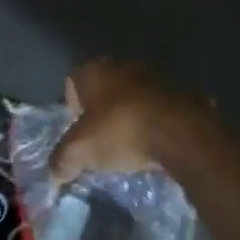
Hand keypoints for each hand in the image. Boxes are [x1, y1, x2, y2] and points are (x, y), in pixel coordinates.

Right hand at [51, 59, 210, 182]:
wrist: (180, 132)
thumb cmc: (120, 131)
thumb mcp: (79, 152)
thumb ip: (61, 161)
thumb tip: (55, 174)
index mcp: (95, 70)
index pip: (73, 83)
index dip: (72, 108)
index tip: (78, 131)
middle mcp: (124, 65)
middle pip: (105, 90)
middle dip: (103, 112)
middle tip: (102, 140)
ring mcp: (157, 76)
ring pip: (135, 97)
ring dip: (132, 115)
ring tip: (131, 144)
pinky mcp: (184, 92)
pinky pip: (162, 109)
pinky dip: (157, 122)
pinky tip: (157, 144)